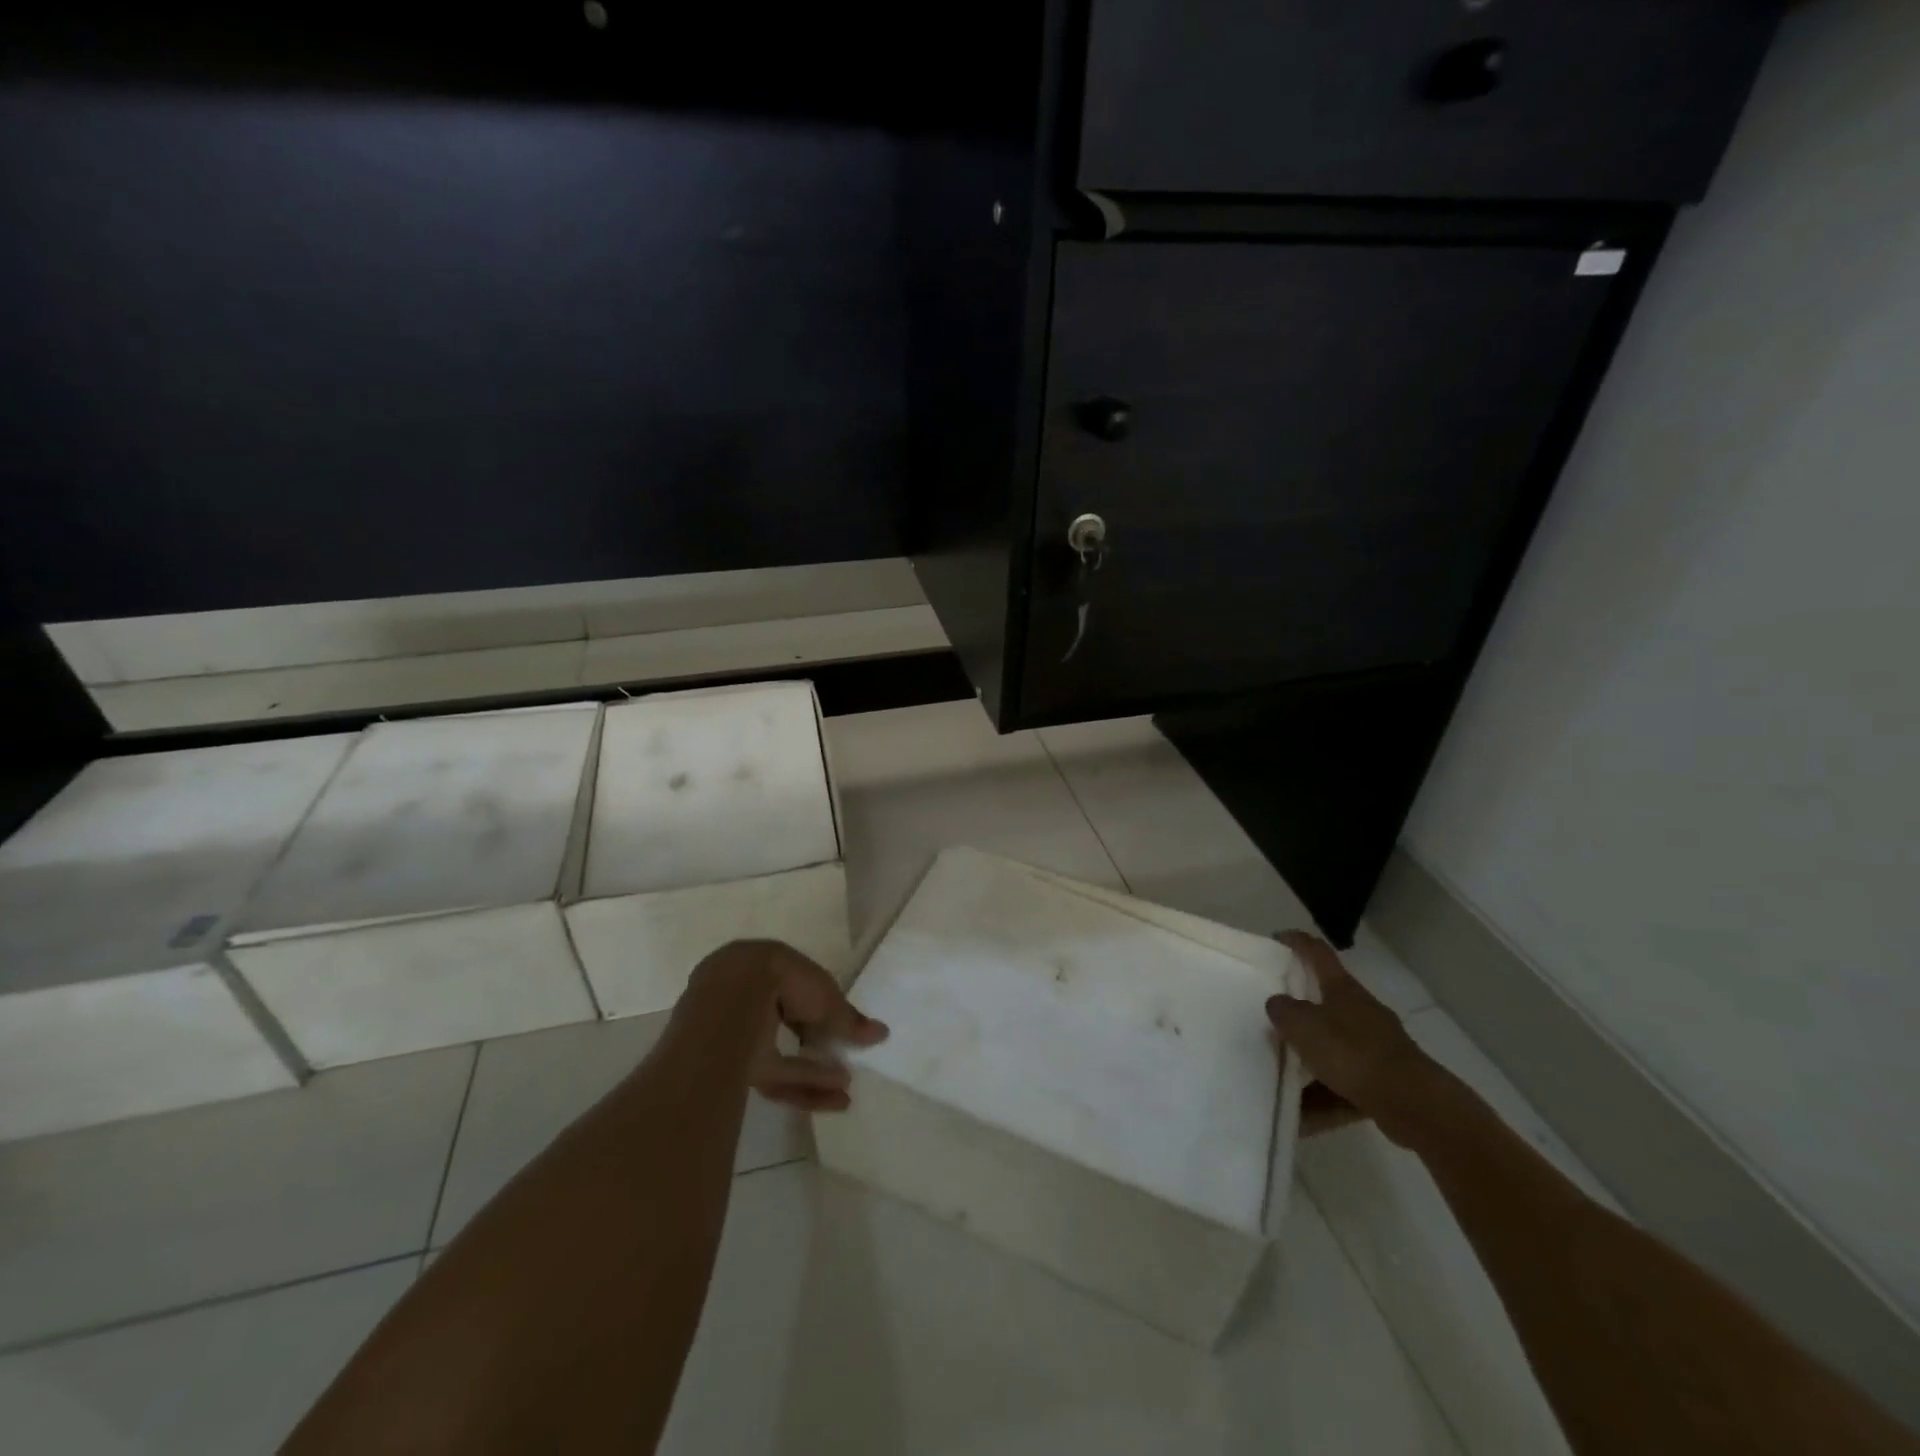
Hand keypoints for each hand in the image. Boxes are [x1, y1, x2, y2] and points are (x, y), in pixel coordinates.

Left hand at [687, 940, 888, 1112]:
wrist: (731, 1005)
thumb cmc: (782, 982)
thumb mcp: (825, 997)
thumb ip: (849, 1019)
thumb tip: (882, 1033)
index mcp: (762, 964)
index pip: (793, 986)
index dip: (817, 1005)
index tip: (838, 1022)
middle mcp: (743, 997)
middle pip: (783, 1022)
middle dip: (813, 1041)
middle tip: (841, 1057)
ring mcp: (732, 1033)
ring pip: (777, 1053)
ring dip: (814, 1070)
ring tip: (848, 1083)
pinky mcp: (729, 1067)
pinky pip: (772, 1075)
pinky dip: (803, 1083)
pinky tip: (836, 1095)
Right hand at [1266, 931, 1438, 1145]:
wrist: (1415, 1105)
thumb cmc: (1353, 1054)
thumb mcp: (1304, 1026)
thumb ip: (1284, 1011)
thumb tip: (1278, 1003)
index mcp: (1343, 990)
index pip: (1318, 953)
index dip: (1297, 942)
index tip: (1277, 938)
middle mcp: (1362, 1012)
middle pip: (1326, 1001)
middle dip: (1300, 1009)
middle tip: (1273, 1016)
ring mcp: (1377, 1047)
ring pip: (1334, 1047)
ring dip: (1310, 1059)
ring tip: (1281, 1074)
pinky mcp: (1385, 1081)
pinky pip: (1345, 1083)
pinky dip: (1324, 1096)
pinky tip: (1303, 1115)